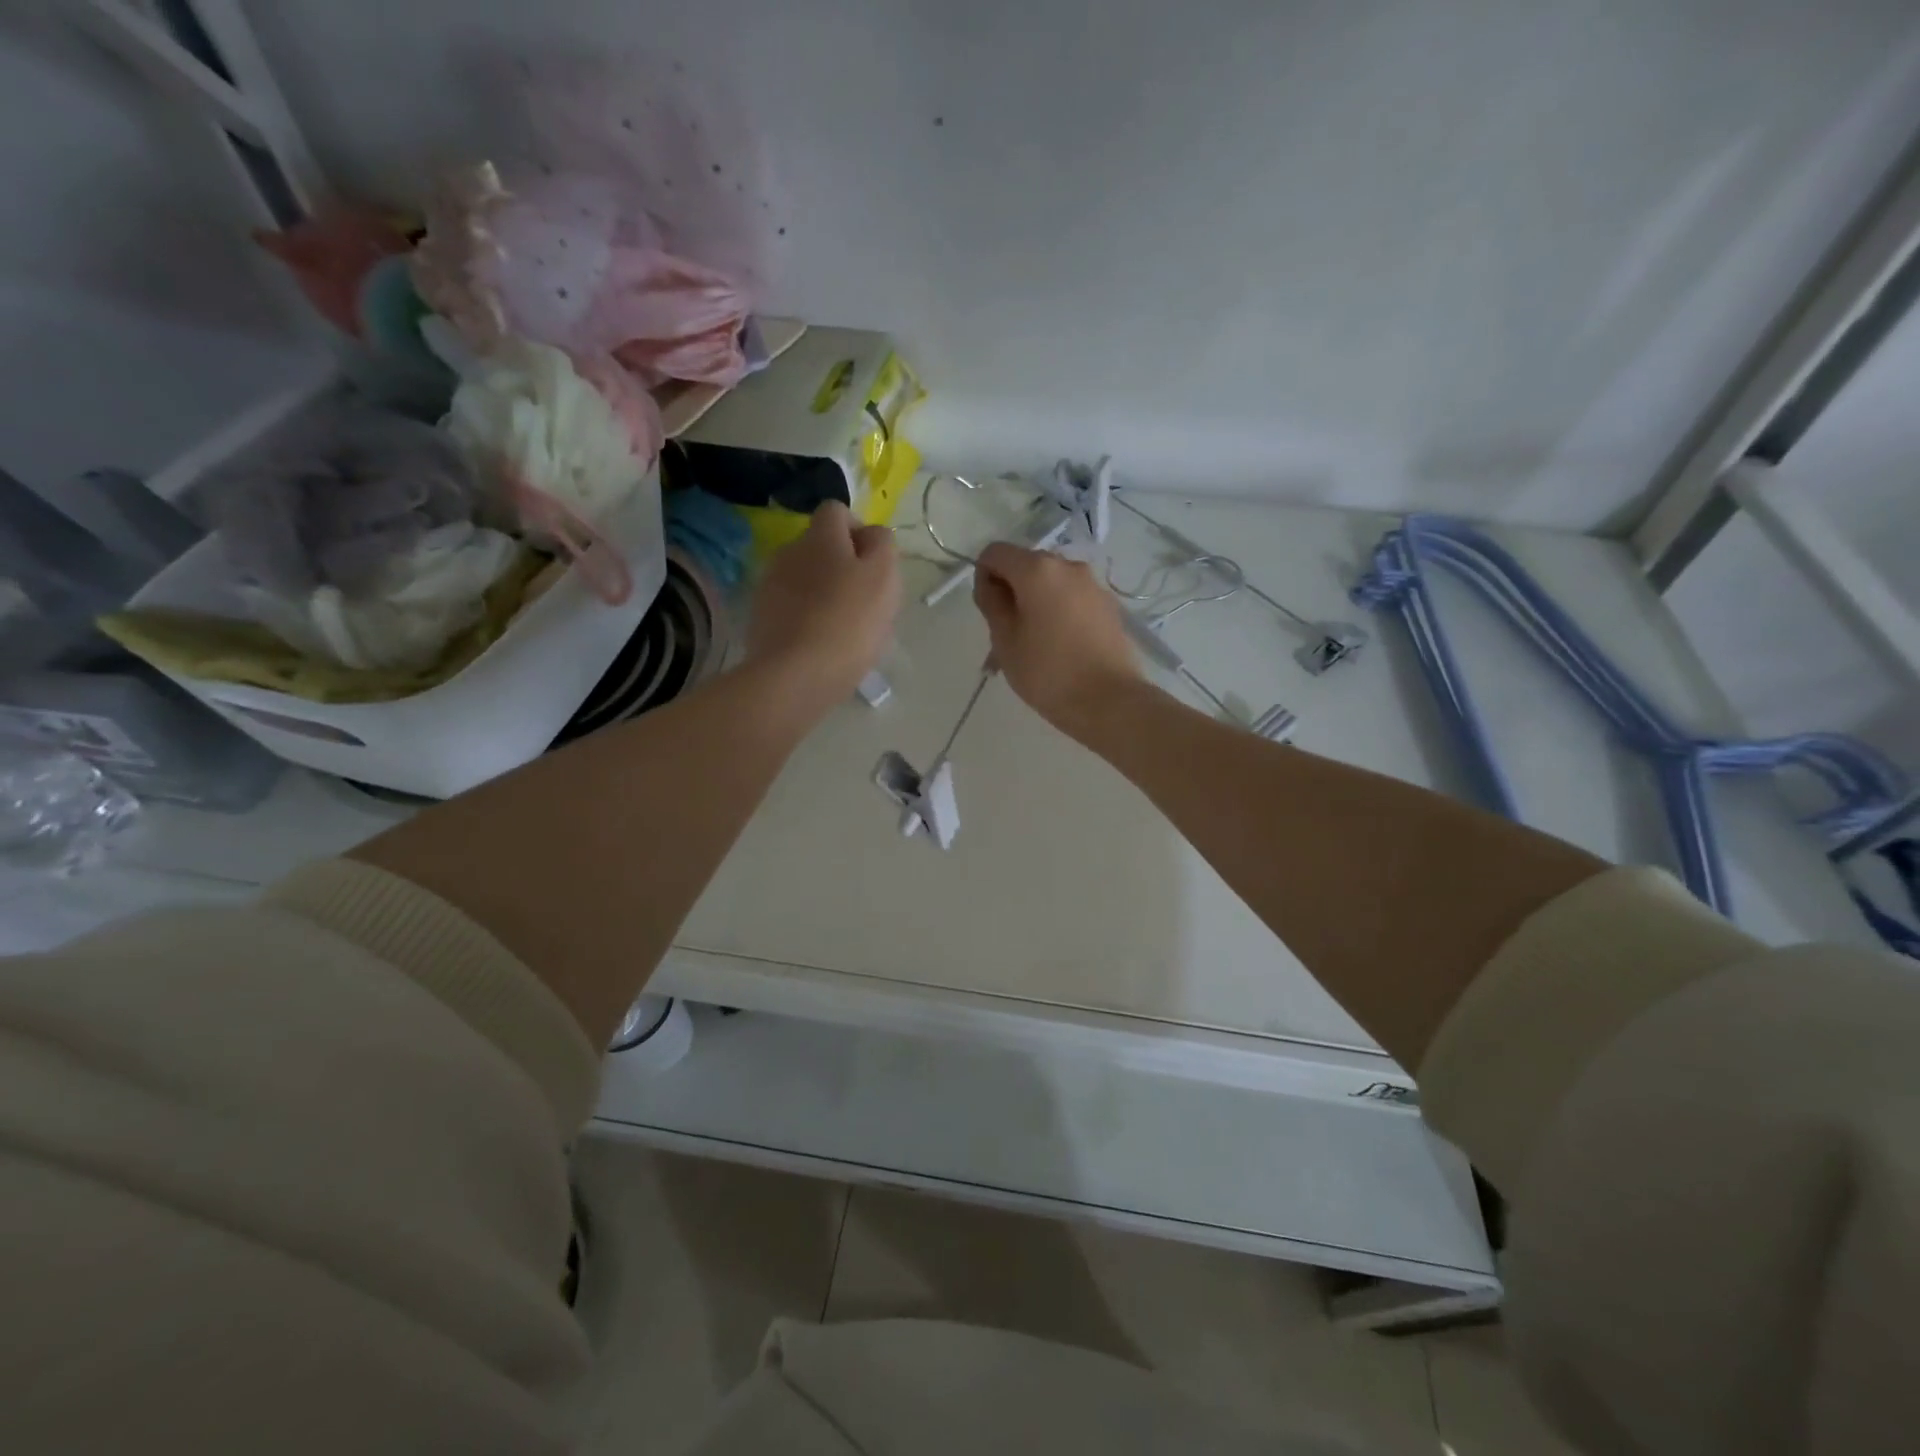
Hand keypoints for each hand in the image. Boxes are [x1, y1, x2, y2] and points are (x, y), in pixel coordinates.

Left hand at [746, 501, 900, 713]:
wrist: (795, 675)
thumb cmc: (849, 622)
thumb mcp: (884, 576)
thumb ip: (883, 545)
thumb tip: (872, 535)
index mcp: (820, 537)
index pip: (836, 511)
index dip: (858, 531)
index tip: (875, 563)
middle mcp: (789, 552)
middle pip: (820, 547)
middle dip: (843, 565)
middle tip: (866, 600)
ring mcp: (770, 586)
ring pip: (806, 579)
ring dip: (825, 593)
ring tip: (845, 628)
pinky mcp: (761, 618)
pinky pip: (792, 607)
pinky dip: (808, 618)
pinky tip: (823, 644)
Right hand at [973, 543, 1141, 738]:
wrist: (1110, 702)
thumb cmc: (1048, 672)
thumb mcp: (1005, 641)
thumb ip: (992, 604)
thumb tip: (990, 583)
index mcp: (1037, 569)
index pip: (995, 553)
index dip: (983, 576)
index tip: (987, 612)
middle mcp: (1068, 566)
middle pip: (1026, 566)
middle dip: (1011, 592)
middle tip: (1006, 636)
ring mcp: (1093, 585)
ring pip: (1050, 586)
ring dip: (1034, 606)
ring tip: (1032, 648)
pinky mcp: (1109, 607)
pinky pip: (1072, 601)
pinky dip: (1057, 615)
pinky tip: (1058, 650)